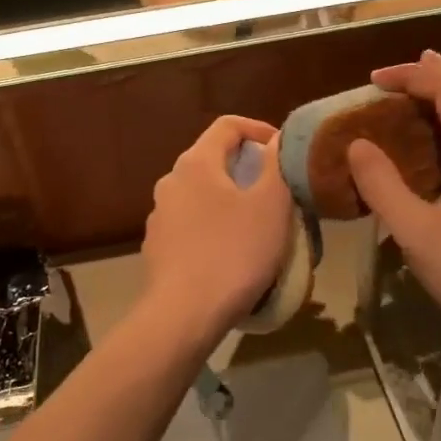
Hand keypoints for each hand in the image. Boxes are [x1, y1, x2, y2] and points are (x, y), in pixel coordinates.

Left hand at [141, 116, 294, 343]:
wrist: (183, 315)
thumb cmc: (234, 252)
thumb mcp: (271, 205)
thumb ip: (276, 164)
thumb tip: (276, 140)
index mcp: (196, 163)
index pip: (228, 125)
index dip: (259, 129)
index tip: (283, 150)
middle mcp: (171, 181)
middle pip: (213, 159)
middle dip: (246, 168)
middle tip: (276, 190)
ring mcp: (159, 216)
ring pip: (201, 194)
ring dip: (229, 200)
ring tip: (257, 225)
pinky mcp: (157, 247)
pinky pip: (191, 224)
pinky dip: (214, 226)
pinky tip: (230, 253)